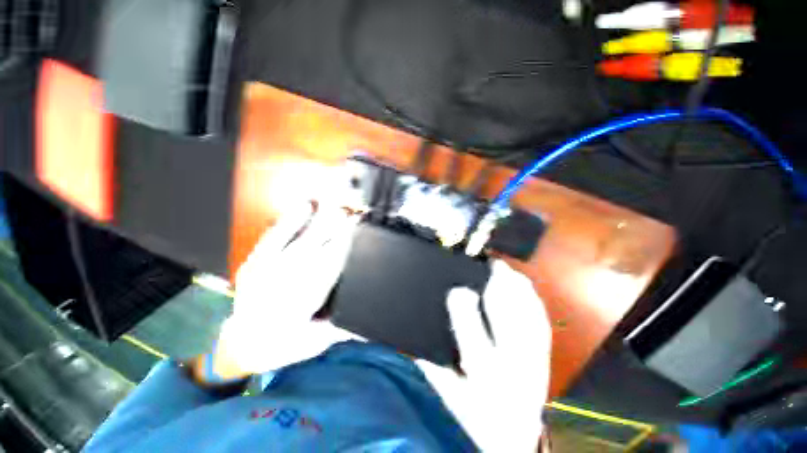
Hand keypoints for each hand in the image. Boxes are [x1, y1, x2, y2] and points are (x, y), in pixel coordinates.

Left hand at [214, 201, 360, 376]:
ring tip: (336, 208)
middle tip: (353, 214)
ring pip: (297, 242)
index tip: (359, 232)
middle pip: (314, 251)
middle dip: (335, 230)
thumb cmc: (284, 344)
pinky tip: (304, 206)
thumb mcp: (317, 343)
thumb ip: (343, 327)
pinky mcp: (253, 263)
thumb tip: (369, 316)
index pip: (328, 269)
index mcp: (300, 306)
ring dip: (319, 223)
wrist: (242, 345)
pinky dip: (289, 221)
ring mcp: (264, 272)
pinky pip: (272, 238)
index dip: (344, 248)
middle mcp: (281, 286)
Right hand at [418, 260, 551, 451]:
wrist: (516, 441)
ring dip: (519, 290)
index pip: (474, 342)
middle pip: (511, 324)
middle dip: (501, 290)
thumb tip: (413, 339)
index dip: (465, 313)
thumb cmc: (478, 419)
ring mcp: (535, 363)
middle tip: (492, 264)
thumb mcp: (449, 396)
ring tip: (507, 268)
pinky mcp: (545, 358)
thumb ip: (431, 366)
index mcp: (485, 381)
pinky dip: (532, 301)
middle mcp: (514, 371)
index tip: (457, 290)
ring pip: (530, 319)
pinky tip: (525, 285)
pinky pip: (541, 324)